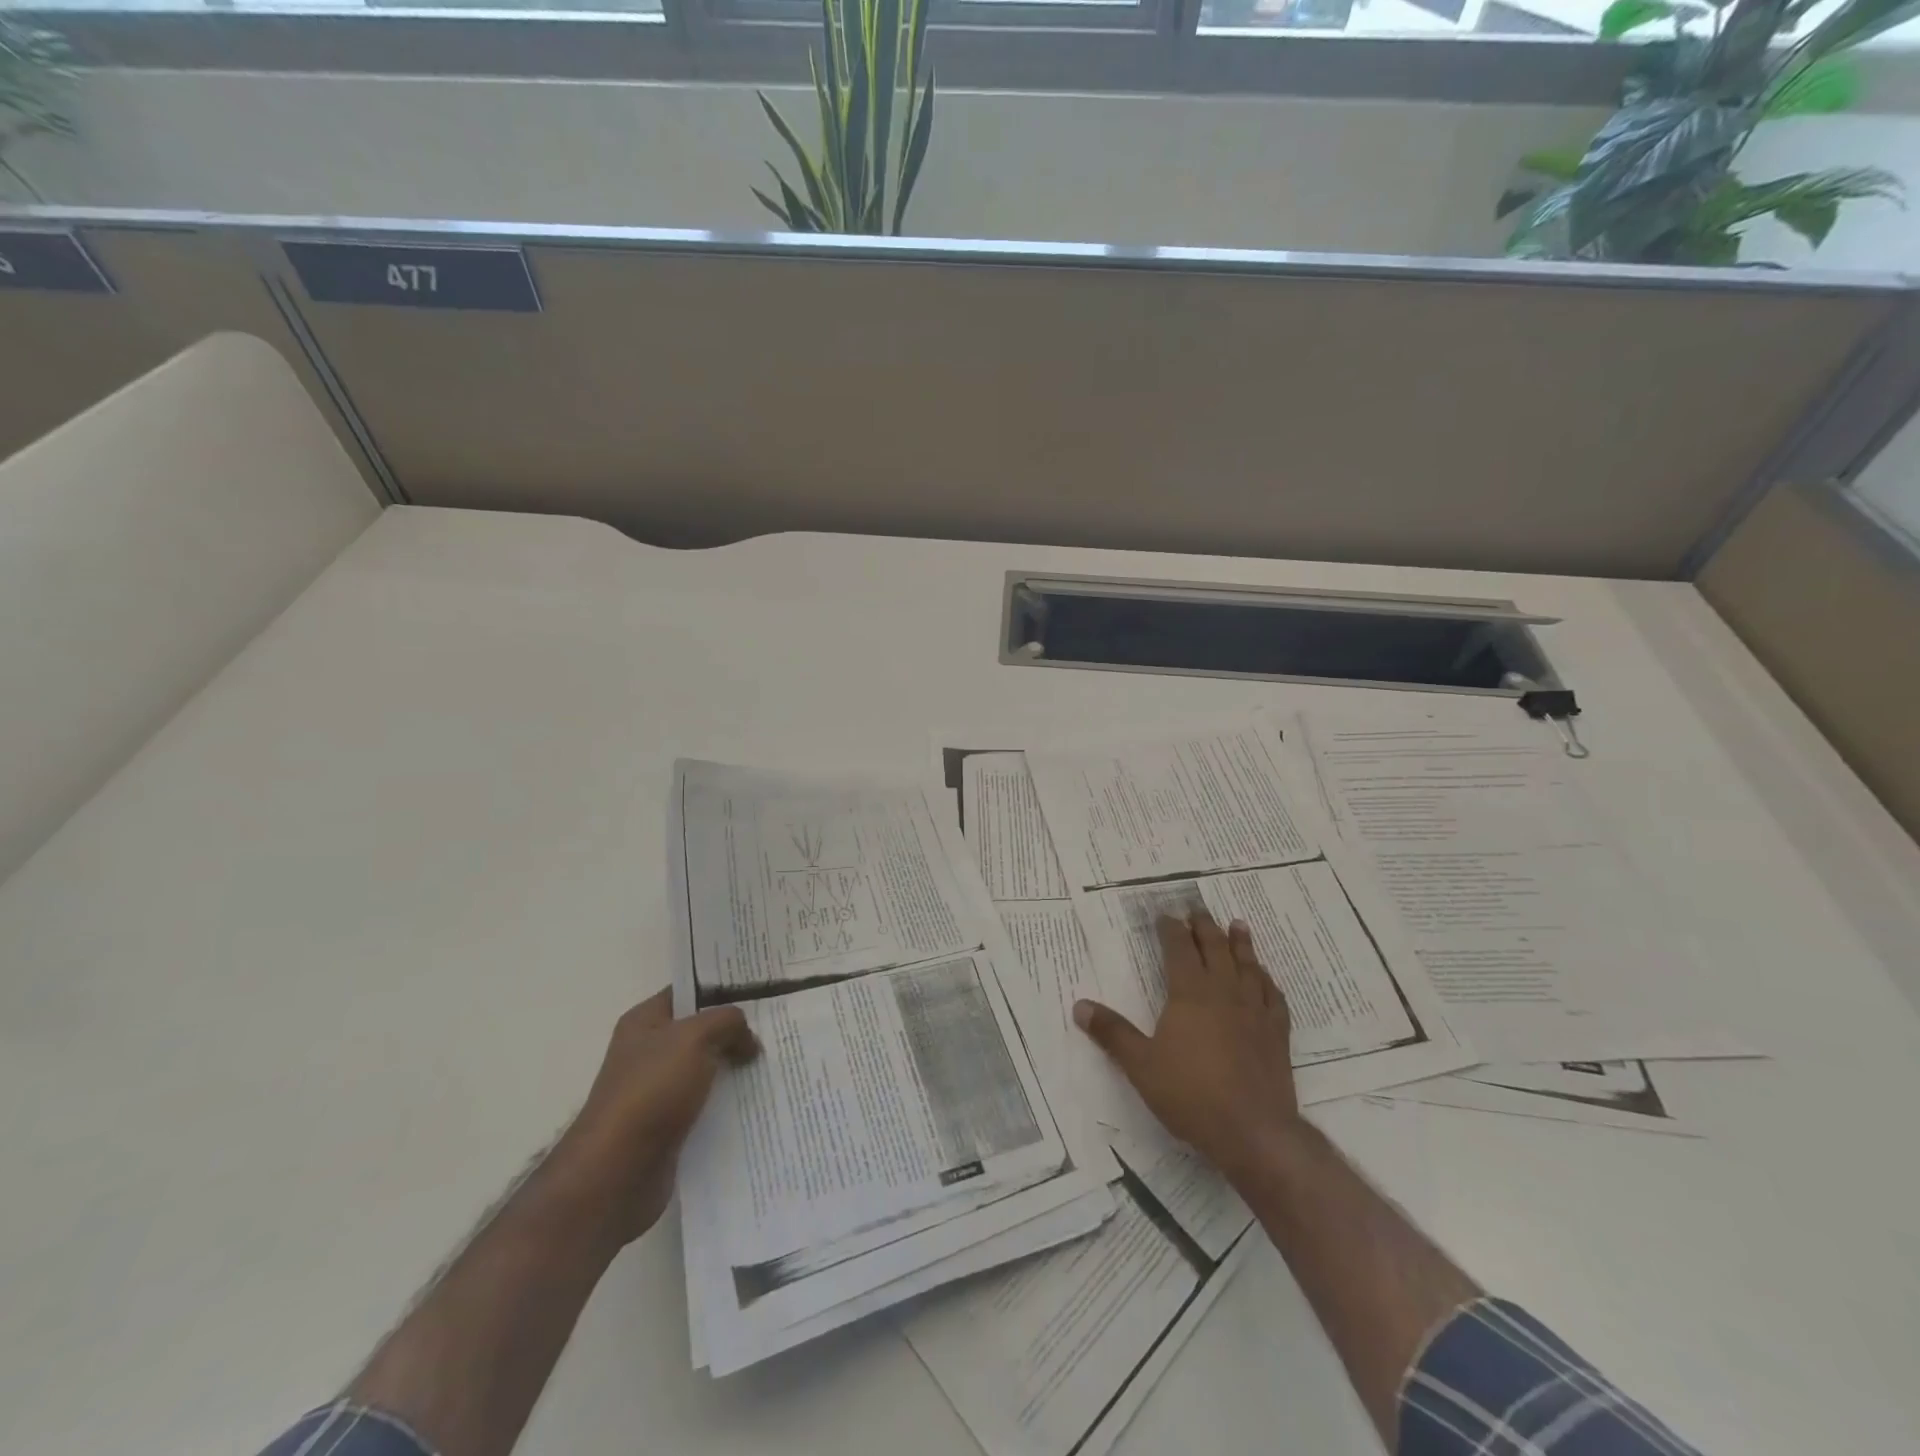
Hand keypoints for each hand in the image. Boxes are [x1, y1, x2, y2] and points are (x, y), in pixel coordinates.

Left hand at [544, 990, 758, 1246]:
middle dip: (736, 1029)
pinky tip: (759, 1099)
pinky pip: (706, 1103)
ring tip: (776, 1062)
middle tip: (776, 1026)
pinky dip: (729, 1101)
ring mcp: (658, 1090)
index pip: (689, 989)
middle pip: (702, 1029)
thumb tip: (748, 1039)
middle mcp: (649, 1051)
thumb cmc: (652, 1090)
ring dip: (736, 1067)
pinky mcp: (669, 1125)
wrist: (618, 1172)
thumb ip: (728, 1022)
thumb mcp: (695, 1037)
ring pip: (707, 1068)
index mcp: (645, 1021)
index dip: (723, 986)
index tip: (762, 986)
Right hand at [1074, 910, 1304, 1182]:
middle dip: (1204, 927)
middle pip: (1215, 949)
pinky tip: (1266, 979)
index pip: (1179, 950)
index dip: (1171, 929)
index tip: (1164, 915)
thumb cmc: (1190, 1094)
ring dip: (1241, 944)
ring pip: (1248, 967)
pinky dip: (1268, 982)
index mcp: (1190, 993)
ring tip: (1238, 925)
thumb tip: (1080, 1006)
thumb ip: (1112, 1033)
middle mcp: (1224, 993)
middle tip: (1198, 909)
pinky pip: (1274, 998)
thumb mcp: (1140, 1065)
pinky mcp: (1277, 1035)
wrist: (1254, 1132)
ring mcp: (1255, 1012)